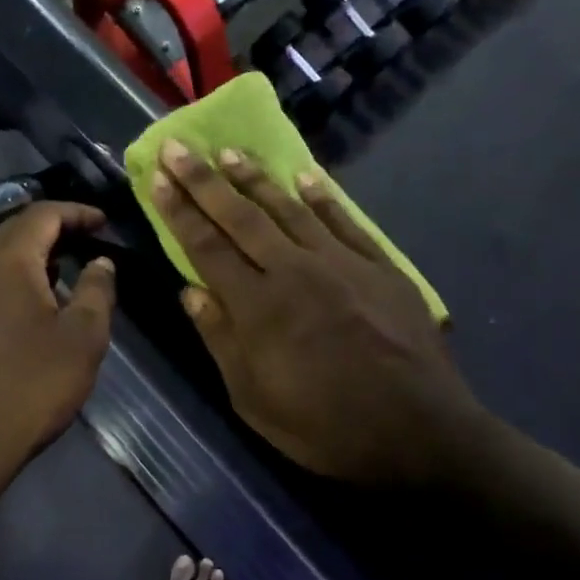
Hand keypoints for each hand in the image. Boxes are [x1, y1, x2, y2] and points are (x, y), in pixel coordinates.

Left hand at [0, 202, 116, 498]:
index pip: (42, 214)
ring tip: (68, 268)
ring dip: (34, 254)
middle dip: (55, 229)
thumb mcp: (82, 338)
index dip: (77, 212)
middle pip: (16, 229)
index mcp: (6, 260)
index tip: (105, 222)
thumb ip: (96, 290)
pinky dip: (15, 276)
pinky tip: (36, 299)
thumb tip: (101, 262)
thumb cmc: (31, 386)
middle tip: (90, 240)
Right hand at [150, 140, 486, 486]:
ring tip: (230, 152)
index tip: (159, 179)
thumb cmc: (326, 428)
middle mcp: (295, 272)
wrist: (420, 433)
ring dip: (255, 178)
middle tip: (177, 146)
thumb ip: (221, 340)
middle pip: (241, 217)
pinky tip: (304, 176)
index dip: (180, 211)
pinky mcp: (380, 267)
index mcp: (258, 307)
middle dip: (204, 180)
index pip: (207, 247)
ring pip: (289, 209)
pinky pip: (344, 221)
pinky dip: (322, 197)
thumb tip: (190, 290)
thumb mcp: (254, 400)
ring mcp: (341, 264)